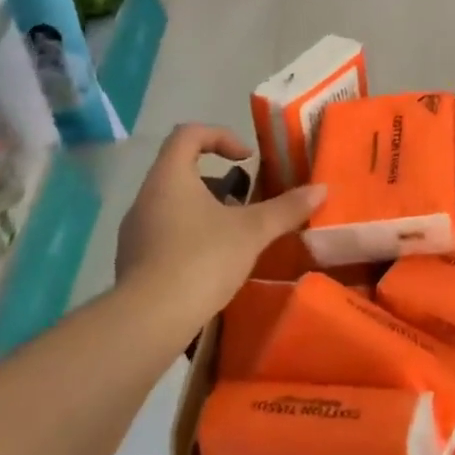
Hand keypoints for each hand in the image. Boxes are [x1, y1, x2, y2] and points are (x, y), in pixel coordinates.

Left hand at [112, 124, 322, 328]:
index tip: (246, 158)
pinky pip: (164, 236)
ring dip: (205, 212)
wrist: (148, 321)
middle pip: (180, 170)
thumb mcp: (252, 231)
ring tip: (234, 236)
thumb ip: (286, 208)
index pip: (188, 134)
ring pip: (173, 205)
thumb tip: (321, 189)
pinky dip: (190, 239)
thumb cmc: (201, 259)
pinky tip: (212, 265)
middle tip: (245, 203)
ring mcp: (135, 231)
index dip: (221, 135)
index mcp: (170, 177)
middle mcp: (146, 197)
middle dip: (217, 182)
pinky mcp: (133, 262)